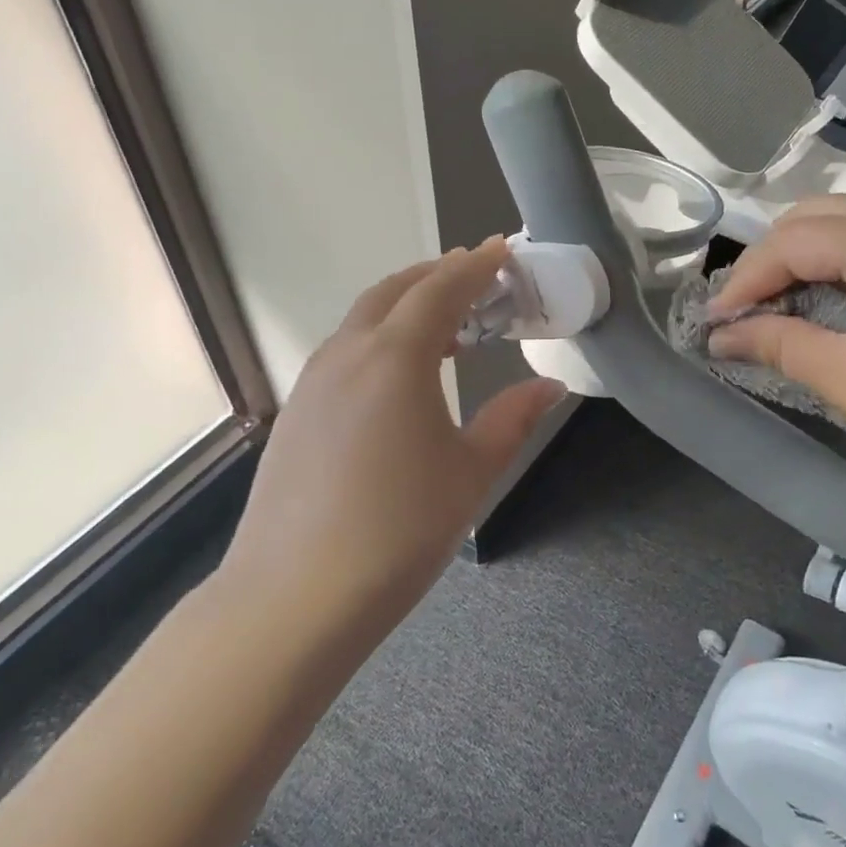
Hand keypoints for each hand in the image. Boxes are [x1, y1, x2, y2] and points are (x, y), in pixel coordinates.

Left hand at [231, 238, 565, 628]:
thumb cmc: (400, 529)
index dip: (476, 266)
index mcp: (396, 357)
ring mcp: (313, 382)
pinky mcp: (296, 411)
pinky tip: (398, 377)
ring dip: (405, 307)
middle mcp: (348, 354)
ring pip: (363, 320)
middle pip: (394, 291)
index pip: (441, 289)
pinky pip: (344, 352)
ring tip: (445, 327)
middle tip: (477, 279)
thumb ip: (512, 419)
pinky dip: (379, 340)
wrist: (296, 595)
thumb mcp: (471, 472)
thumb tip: (550, 388)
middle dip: (437, 275)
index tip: (503, 251)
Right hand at [708, 197, 845, 502]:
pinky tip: (826, 304)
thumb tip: (721, 334)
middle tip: (743, 308)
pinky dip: (841, 269)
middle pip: (820, 216)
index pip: (795, 240)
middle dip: (772, 258)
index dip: (747, 277)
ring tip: (776, 305)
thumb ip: (778, 343)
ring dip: (806, 260)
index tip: (715, 319)